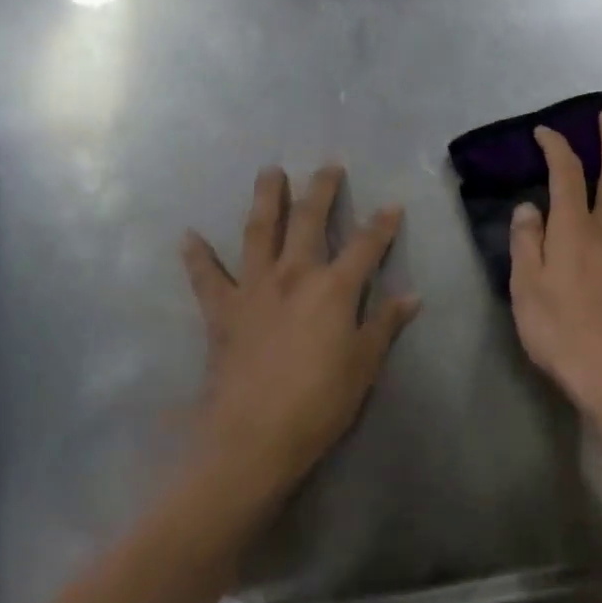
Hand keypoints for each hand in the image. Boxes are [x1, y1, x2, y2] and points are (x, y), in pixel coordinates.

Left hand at [180, 165, 419, 499]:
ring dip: (266, 199)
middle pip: (309, 221)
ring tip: (269, 172)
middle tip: (326, 166)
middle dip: (321, 191)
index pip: (366, 245)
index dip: (382, 224)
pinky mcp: (221, 311)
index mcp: (335, 289)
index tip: (392, 204)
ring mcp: (253, 289)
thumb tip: (412, 297)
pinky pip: (206, 277)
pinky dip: (197, 256)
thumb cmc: (320, 402)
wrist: (254, 436)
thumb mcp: (364, 365)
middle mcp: (294, 275)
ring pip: (259, 232)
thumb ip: (385, 325)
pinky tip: (189, 236)